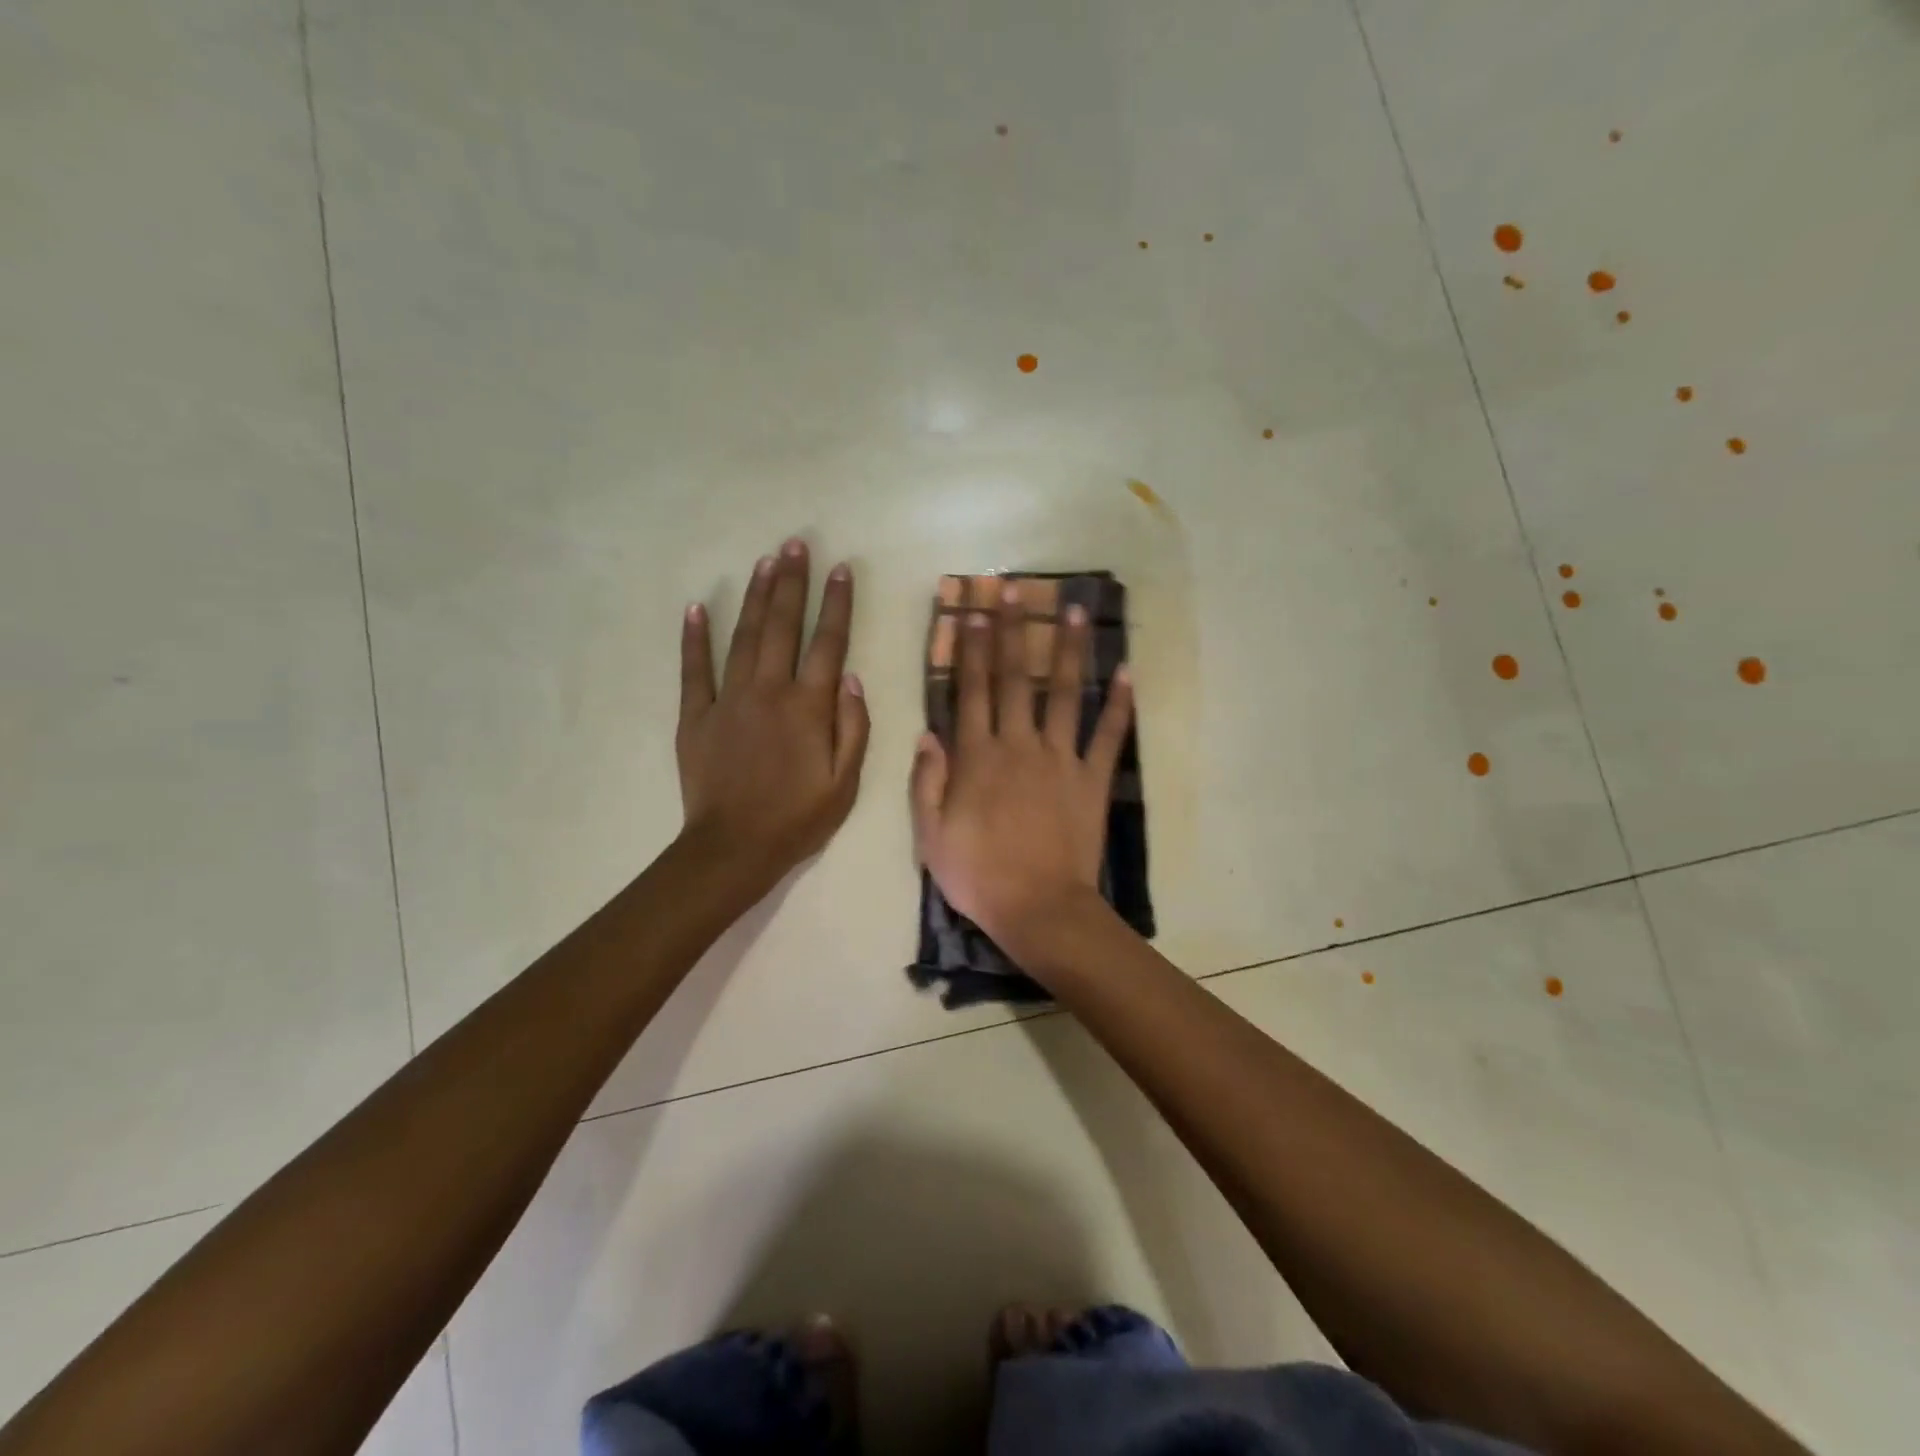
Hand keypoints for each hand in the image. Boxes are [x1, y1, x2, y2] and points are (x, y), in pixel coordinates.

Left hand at [677, 540, 869, 894]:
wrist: (734, 848)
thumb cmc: (798, 818)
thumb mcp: (846, 782)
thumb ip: (853, 726)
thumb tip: (850, 677)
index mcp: (808, 706)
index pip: (828, 642)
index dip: (836, 603)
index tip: (841, 568)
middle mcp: (769, 690)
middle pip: (783, 626)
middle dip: (792, 582)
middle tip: (796, 544)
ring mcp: (728, 699)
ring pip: (744, 636)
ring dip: (756, 596)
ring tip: (765, 561)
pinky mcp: (695, 715)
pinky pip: (694, 668)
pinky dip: (695, 637)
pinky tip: (698, 606)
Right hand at [910, 582, 1132, 962]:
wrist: (1038, 909)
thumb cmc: (978, 875)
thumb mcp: (931, 834)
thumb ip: (927, 780)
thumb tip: (927, 732)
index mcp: (978, 757)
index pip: (973, 691)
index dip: (972, 649)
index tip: (974, 612)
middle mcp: (1019, 745)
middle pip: (1016, 678)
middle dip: (1013, 630)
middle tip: (1014, 589)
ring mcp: (1060, 759)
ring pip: (1065, 694)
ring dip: (1068, 649)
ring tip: (1072, 609)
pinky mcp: (1092, 780)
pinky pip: (1108, 736)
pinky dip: (1119, 705)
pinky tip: (1128, 672)